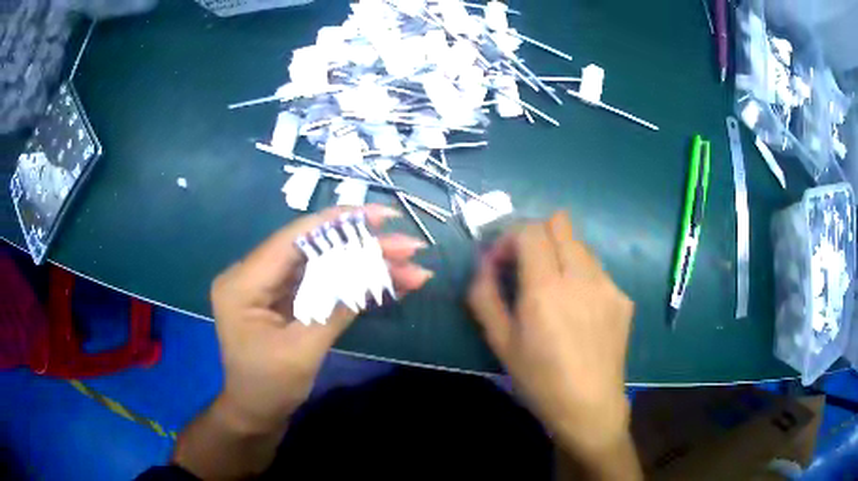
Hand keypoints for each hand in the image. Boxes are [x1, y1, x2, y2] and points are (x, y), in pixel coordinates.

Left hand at [210, 205, 432, 431]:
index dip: (339, 222)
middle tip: (410, 248)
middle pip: (313, 250)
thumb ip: (335, 306)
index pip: (294, 240)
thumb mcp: (302, 350)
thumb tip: (374, 269)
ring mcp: (270, 287)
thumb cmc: (269, 387)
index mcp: (243, 283)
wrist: (256, 413)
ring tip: (411, 269)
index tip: (381, 216)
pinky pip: (322, 283)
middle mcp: (253, 275)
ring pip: (323, 266)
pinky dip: (354, 284)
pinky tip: (389, 284)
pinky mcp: (285, 299)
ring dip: (366, 267)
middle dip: (364, 248)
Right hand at [468, 212, 633, 454]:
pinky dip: (581, 275)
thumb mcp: (500, 342)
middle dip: (536, 235)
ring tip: (554, 289)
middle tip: (526, 266)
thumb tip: (485, 262)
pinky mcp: (622, 297)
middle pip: (559, 223)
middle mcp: (581, 277)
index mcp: (546, 289)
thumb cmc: (539, 379)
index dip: (510, 237)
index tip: (503, 261)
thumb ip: (484, 295)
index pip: (530, 230)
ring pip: (580, 243)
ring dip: (560, 253)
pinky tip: (578, 308)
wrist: (589, 407)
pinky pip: (597, 269)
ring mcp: (607, 285)